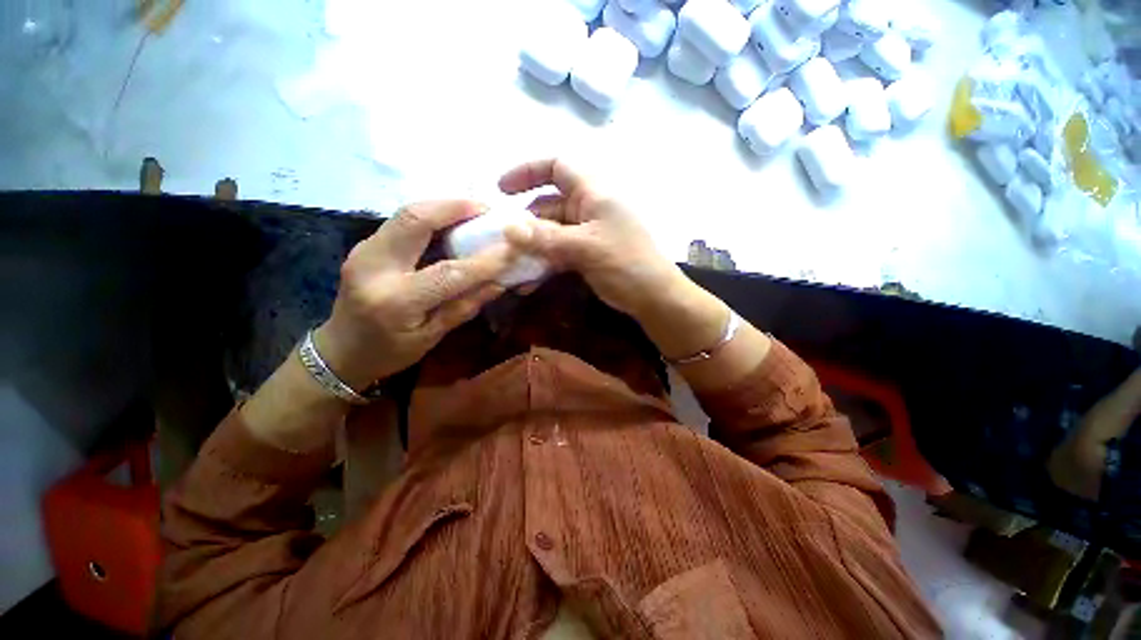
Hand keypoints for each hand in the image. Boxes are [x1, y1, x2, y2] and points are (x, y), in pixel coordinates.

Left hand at [314, 201, 515, 388]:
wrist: (340, 350)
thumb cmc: (389, 352)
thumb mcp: (433, 337)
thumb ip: (465, 307)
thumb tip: (499, 282)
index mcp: (395, 301)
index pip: (448, 273)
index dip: (484, 260)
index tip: (511, 248)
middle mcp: (374, 267)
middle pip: (415, 219)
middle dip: (455, 207)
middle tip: (486, 208)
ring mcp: (364, 250)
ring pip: (406, 213)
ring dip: (444, 207)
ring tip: (474, 210)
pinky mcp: (365, 245)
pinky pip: (401, 221)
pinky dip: (431, 216)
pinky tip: (450, 222)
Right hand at [499, 159, 685, 317]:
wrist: (653, 297)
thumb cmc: (625, 263)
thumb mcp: (584, 247)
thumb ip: (545, 238)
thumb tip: (507, 228)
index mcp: (593, 193)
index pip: (557, 166)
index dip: (527, 172)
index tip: (502, 190)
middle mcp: (589, 208)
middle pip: (549, 204)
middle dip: (525, 220)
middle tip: (501, 240)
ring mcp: (588, 232)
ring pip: (552, 231)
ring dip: (532, 246)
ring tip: (511, 264)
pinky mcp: (588, 254)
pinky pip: (560, 251)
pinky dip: (545, 261)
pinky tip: (529, 280)